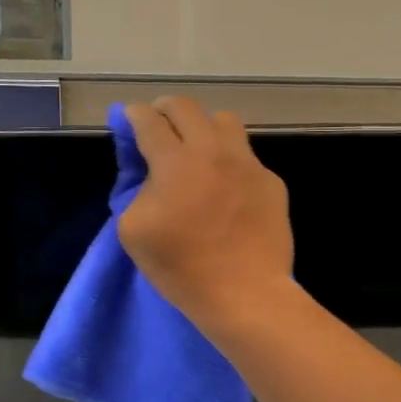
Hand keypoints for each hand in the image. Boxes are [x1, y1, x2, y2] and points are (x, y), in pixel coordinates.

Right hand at [118, 97, 293, 330]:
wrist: (245, 294)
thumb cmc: (182, 268)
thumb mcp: (134, 231)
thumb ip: (137, 192)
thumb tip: (152, 177)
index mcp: (176, 162)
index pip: (150, 122)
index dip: (134, 115)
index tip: (129, 117)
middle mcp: (214, 151)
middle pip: (187, 107)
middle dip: (165, 109)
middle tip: (157, 122)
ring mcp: (248, 164)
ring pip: (224, 121)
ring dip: (202, 126)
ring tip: (195, 147)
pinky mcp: (271, 182)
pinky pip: (246, 155)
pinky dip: (229, 160)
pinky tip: (225, 186)